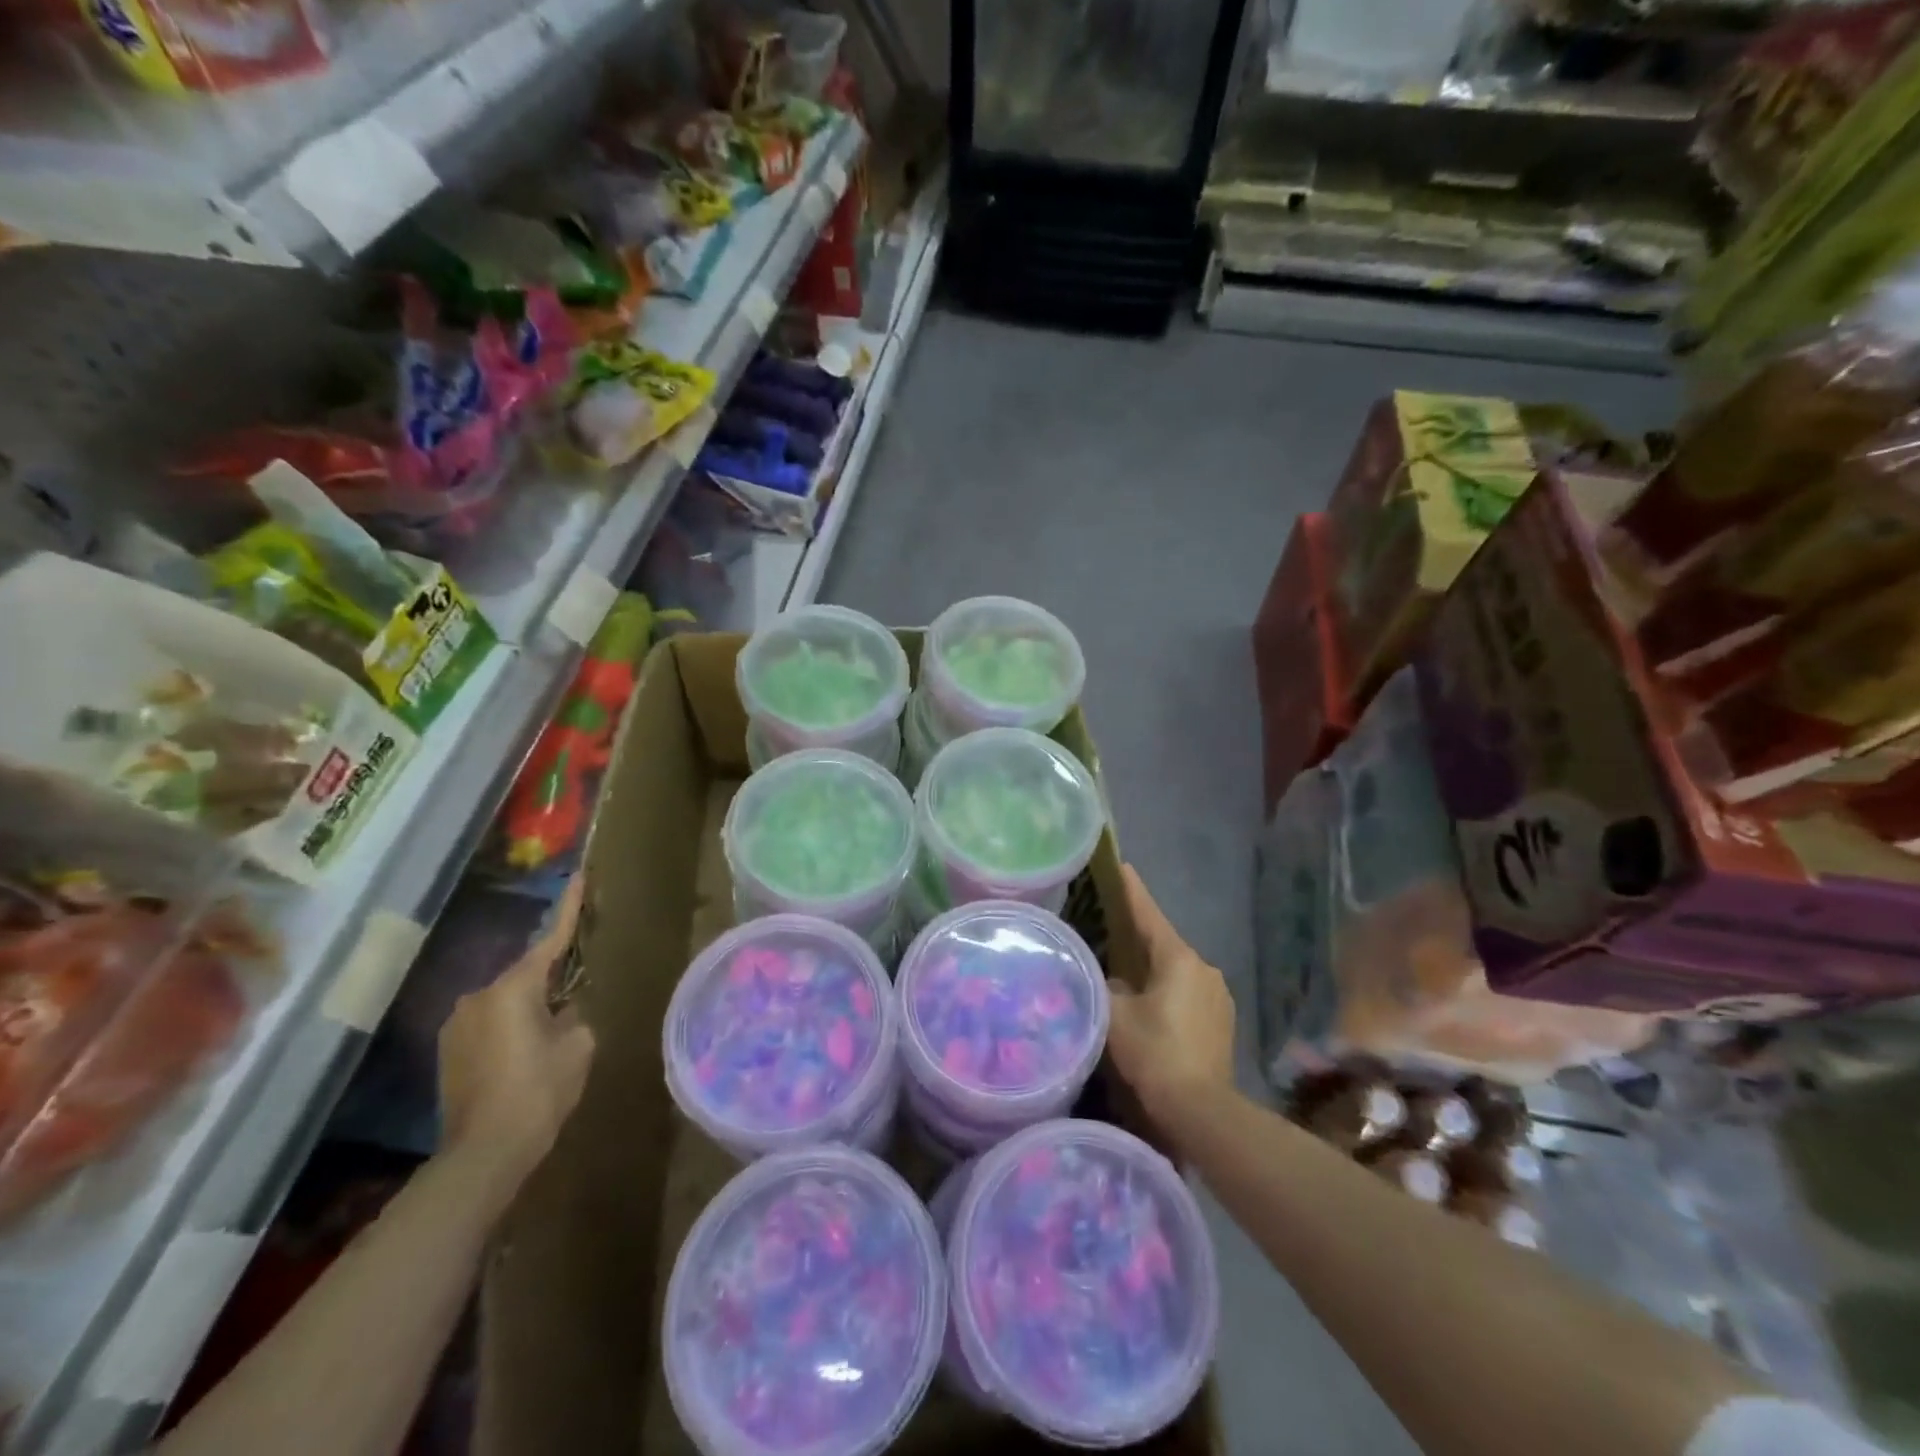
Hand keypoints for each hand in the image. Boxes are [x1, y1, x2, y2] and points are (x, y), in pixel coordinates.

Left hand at [438, 877, 595, 1208]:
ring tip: (551, 1031)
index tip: (579, 877)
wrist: (483, 1154)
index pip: (551, 940)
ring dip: (528, 1008)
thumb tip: (562, 1014)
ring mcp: (457, 1026)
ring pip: (505, 1002)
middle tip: (576, 989)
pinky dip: (509, 1029)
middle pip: (525, 974)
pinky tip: (526, 1054)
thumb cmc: (538, 1091)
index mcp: (513, 988)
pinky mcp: (448, 1053)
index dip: (569, 909)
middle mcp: (478, 997)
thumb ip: (574, 1017)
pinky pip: (489, 1025)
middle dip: (550, 978)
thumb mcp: (577, 1047)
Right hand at [1106, 864, 1234, 1122]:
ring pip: (1177, 970)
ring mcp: (1218, 995)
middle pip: (1163, 944)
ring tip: (1128, 976)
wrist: (1200, 1110)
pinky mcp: (1223, 1020)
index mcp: (1179, 959)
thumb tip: (1106, 976)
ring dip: (1154, 970)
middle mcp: (1204, 968)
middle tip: (1112, 930)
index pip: (1149, 915)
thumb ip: (1105, 985)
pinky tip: (1153, 1009)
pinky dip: (1169, 991)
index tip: (1122, 867)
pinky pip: (1189, 992)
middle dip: (1139, 937)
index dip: (1132, 891)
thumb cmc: (1154, 1053)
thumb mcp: (1115, 1015)